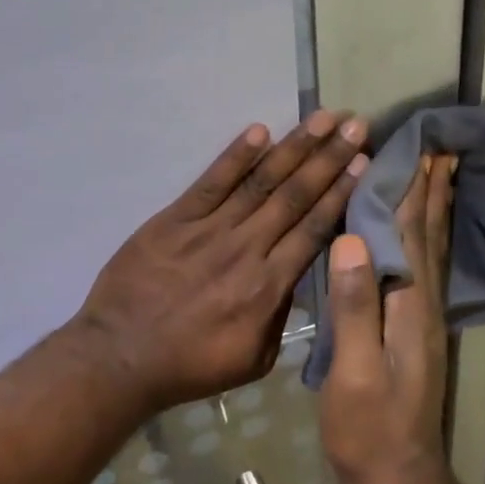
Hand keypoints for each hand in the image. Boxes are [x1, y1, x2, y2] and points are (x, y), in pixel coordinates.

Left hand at [66, 111, 368, 414]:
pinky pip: (210, 182)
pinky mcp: (174, 219)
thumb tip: (298, 276)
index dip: (340, 193)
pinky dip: (235, 156)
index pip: (313, 229)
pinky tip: (259, 131)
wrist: (121, 357)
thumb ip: (282, 314)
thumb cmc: (191, 365)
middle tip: (355, 126)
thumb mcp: (254, 358)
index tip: (364, 163)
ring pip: (260, 182)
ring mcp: (208, 230)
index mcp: (268, 287)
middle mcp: (245, 249)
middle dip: (329, 159)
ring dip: (294, 147)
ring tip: (322, 119)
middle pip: (294, 196)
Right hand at [319, 154, 455, 483]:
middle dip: (433, 192)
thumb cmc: (368, 427)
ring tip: (441, 177)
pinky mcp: (417, 332)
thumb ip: (354, 307)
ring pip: (433, 252)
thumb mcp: (353, 371)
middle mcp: (426, 305)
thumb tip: (353, 239)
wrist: (397, 477)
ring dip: (436, 211)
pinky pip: (425, 270)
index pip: (412, 236)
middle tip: (440, 149)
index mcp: (410, 307)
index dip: (414, 192)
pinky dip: (428, 240)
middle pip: (430, 237)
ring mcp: (425, 320)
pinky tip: (423, 234)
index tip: (419, 149)